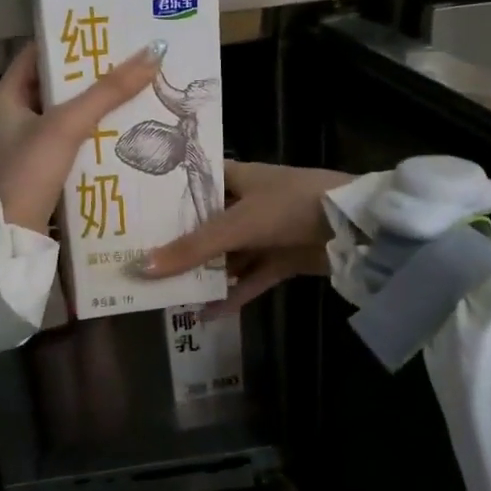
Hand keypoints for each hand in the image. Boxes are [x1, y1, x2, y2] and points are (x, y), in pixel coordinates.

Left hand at [0, 40, 166, 233]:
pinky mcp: (40, 173)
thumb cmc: (28, 172)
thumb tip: (152, 52)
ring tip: (136, 93)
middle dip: (92, 76)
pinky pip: (70, 145)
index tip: (107, 32)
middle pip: (56, 86)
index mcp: (6, 97)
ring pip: (66, 117)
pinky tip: (123, 135)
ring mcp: (25, 148)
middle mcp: (12, 118)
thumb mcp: (67, 125)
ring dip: (96, 108)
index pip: (38, 54)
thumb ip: (107, 92)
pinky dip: (93, 137)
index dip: (70, 40)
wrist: (9, 238)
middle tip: (132, 62)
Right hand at [139, 161, 352, 315]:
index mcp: (236, 177)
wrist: (356, 226)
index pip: (193, 181)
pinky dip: (233, 294)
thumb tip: (142, 268)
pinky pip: (251, 277)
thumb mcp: (239, 224)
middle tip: (138, 259)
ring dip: (204, 272)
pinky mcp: (283, 258)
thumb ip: (193, 247)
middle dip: (179, 242)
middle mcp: (248, 201)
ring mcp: (266, 231)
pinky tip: (206, 313)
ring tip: (166, 292)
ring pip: (227, 254)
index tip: (134, 212)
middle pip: (206, 223)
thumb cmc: (291, 206)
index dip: (166, 194)